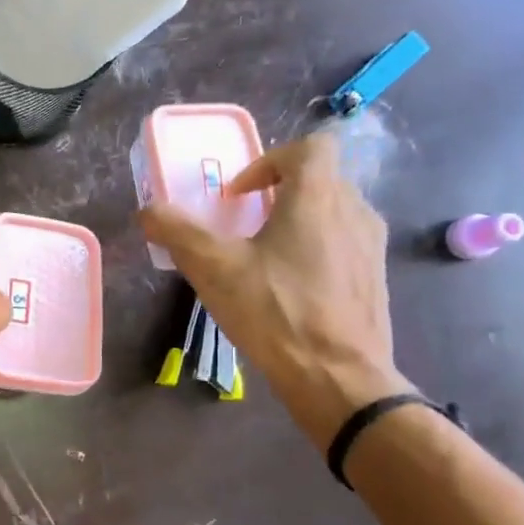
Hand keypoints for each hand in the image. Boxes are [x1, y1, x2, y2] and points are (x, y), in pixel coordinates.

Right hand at [139, 131, 404, 446]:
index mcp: (318, 197)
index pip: (308, 147)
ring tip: (262, 257)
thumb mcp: (213, 269)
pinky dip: (315, 250)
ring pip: (333, 213)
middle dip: (278, 193)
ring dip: (296, 222)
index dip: (268, 160)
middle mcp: (354, 211)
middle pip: (319, 179)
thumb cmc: (275, 311)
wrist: (338, 377)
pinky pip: (343, 245)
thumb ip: (177, 232)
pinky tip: (287, 288)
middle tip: (242, 224)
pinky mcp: (375, 279)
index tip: (238, 195)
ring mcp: (371, 247)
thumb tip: (148, 210)